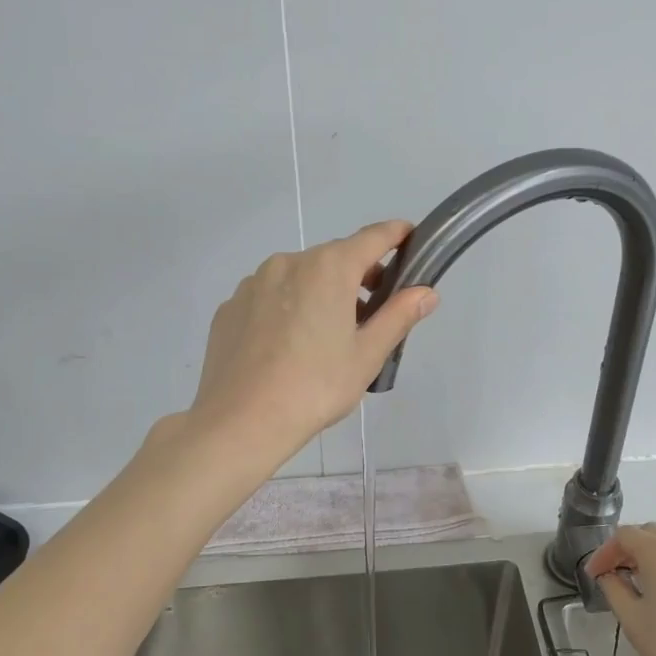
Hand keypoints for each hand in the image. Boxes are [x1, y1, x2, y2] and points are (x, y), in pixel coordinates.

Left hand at [186, 222, 437, 465]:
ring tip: (325, 337)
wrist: (241, 421)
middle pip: (333, 258)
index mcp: (328, 268)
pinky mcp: (229, 307)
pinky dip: (286, 308)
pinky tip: (287, 347)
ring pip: (298, 277)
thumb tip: (426, 292)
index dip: (395, 234)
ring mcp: (253, 283)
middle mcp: (288, 263)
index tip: (410, 236)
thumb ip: (398, 316)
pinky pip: (268, 297)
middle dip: (358, 276)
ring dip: (319, 292)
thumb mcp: (367, 355)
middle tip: (372, 313)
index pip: (372, 238)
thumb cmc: (315, 387)